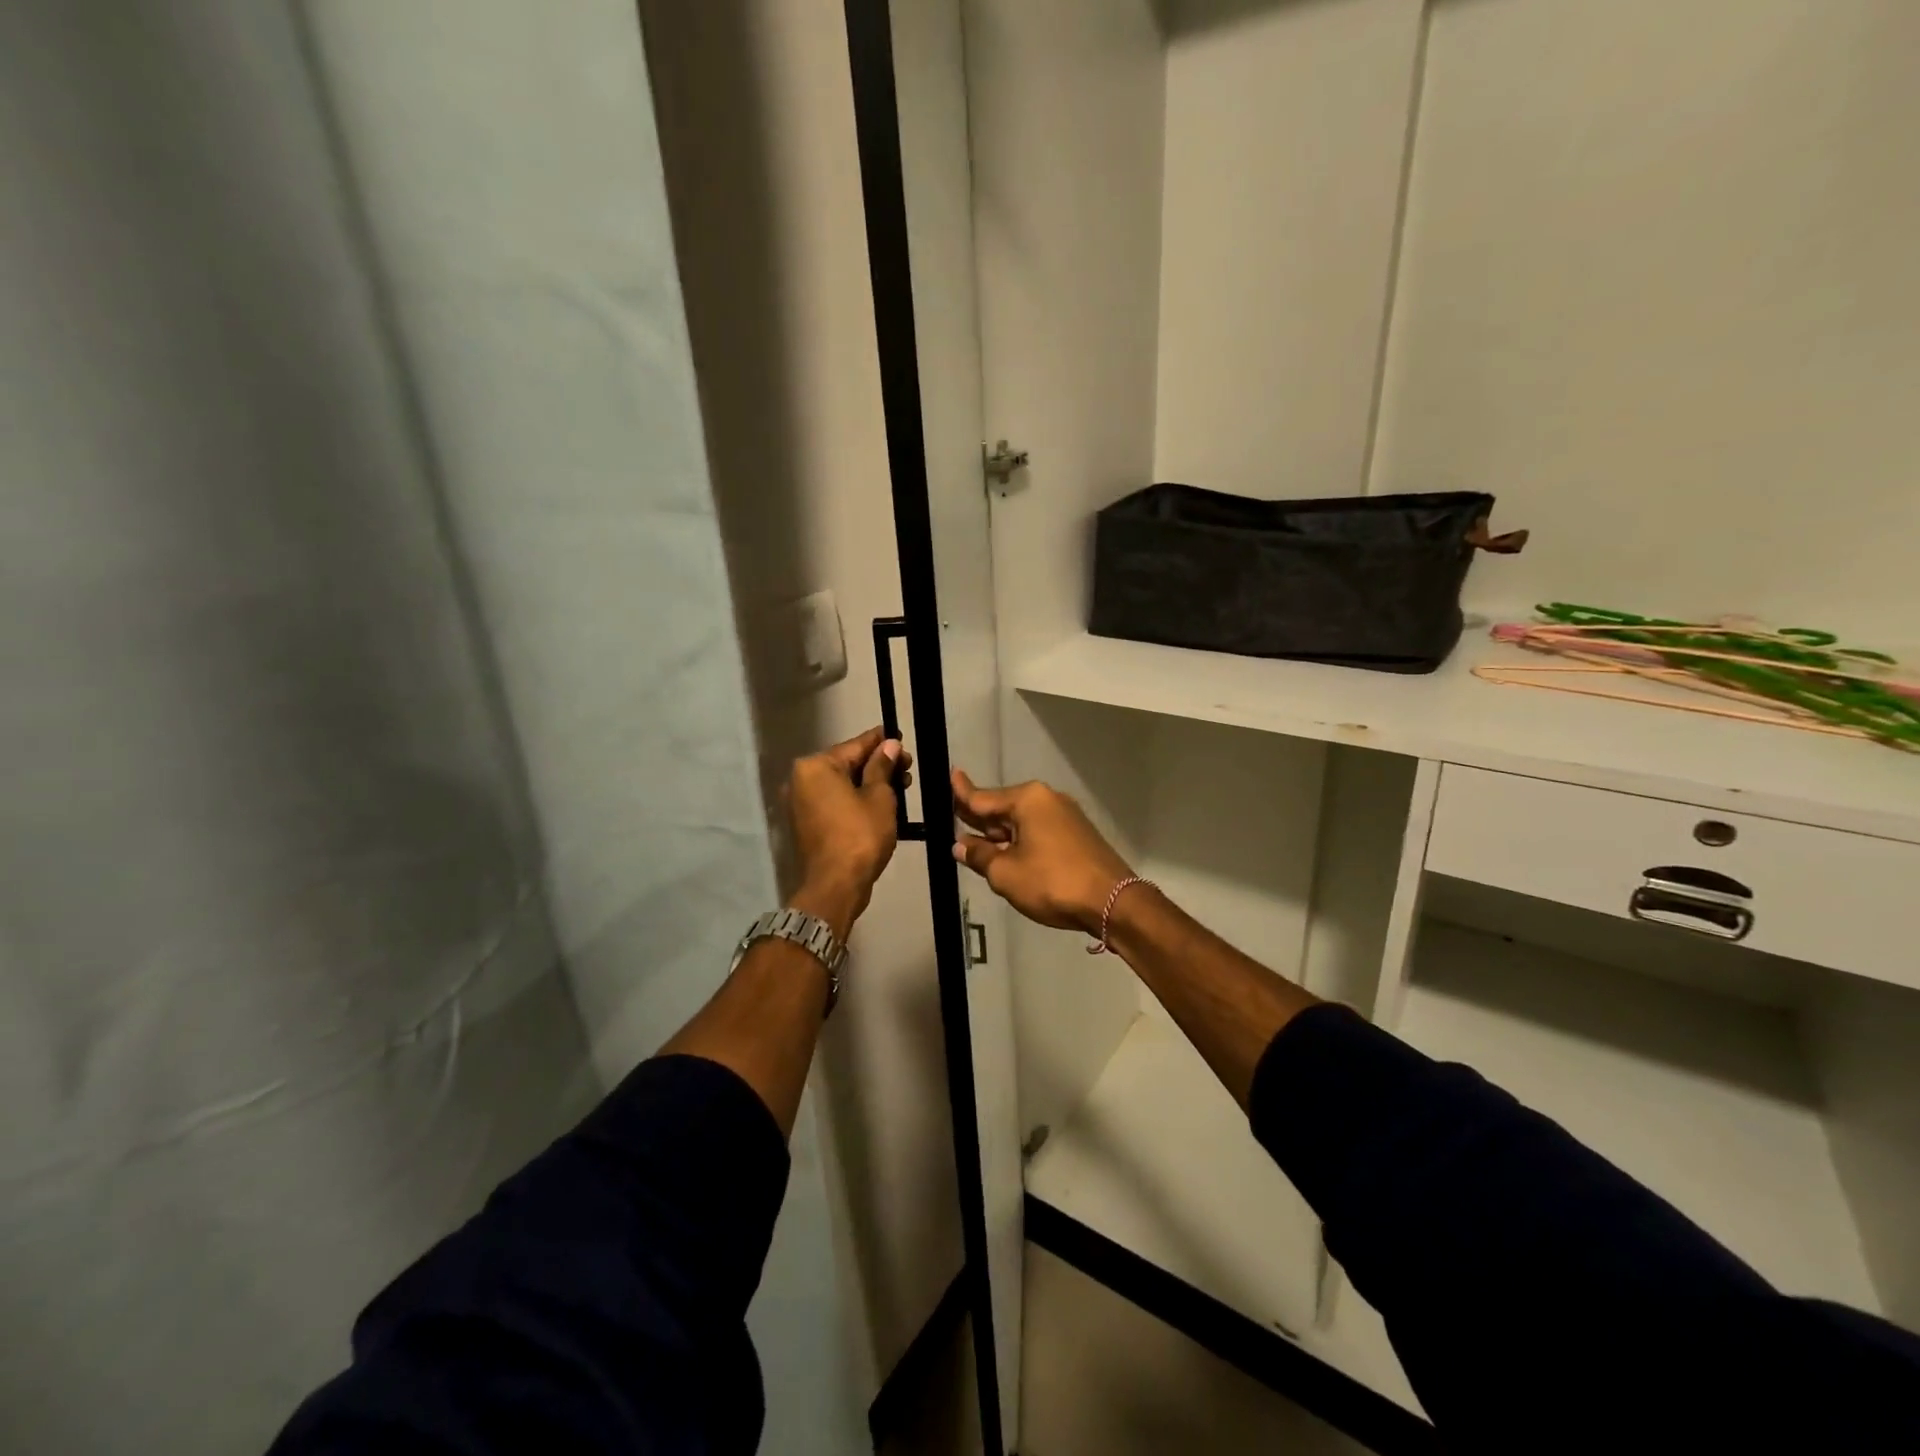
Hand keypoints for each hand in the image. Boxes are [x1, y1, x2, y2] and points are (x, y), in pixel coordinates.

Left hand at [787, 726, 910, 934]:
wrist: (836, 885)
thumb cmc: (860, 835)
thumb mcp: (879, 797)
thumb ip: (882, 767)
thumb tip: (889, 745)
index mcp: (816, 766)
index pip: (855, 745)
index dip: (881, 741)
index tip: (899, 736)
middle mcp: (802, 780)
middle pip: (847, 764)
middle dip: (878, 764)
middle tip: (907, 767)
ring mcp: (802, 803)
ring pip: (842, 784)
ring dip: (870, 783)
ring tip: (901, 786)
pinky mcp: (808, 823)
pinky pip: (836, 801)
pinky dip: (857, 799)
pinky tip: (881, 802)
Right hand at [950, 770, 1133, 935]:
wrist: (1112, 902)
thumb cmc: (1052, 882)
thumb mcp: (1006, 873)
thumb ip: (979, 856)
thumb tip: (960, 845)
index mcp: (1027, 800)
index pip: (983, 797)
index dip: (962, 792)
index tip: (950, 775)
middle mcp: (1047, 800)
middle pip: (1003, 807)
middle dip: (979, 816)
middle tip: (952, 815)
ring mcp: (1065, 816)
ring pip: (1021, 821)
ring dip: (999, 833)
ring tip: (973, 839)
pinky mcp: (1076, 835)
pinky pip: (1038, 831)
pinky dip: (1020, 840)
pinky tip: (1007, 852)